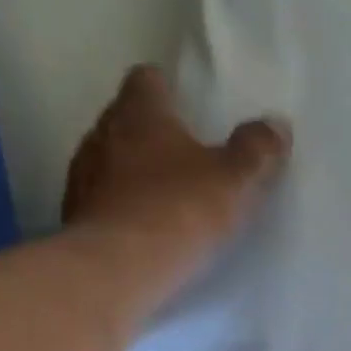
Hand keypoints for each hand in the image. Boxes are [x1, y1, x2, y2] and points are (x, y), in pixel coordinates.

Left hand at [62, 64, 290, 303]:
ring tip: (163, 201)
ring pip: (109, 163)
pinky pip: (101, 204)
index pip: (147, 79)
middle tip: (184, 160)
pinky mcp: (74, 218)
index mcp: (139, 112)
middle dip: (152, 136)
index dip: (168, 90)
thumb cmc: (178, 212)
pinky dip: (119, 211)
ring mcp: (81, 177)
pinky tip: (141, 234)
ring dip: (132, 176)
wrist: (117, 270)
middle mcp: (101, 134)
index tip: (189, 110)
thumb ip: (256, 151)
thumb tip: (276, 125)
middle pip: (126, 121)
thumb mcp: (234, 182)